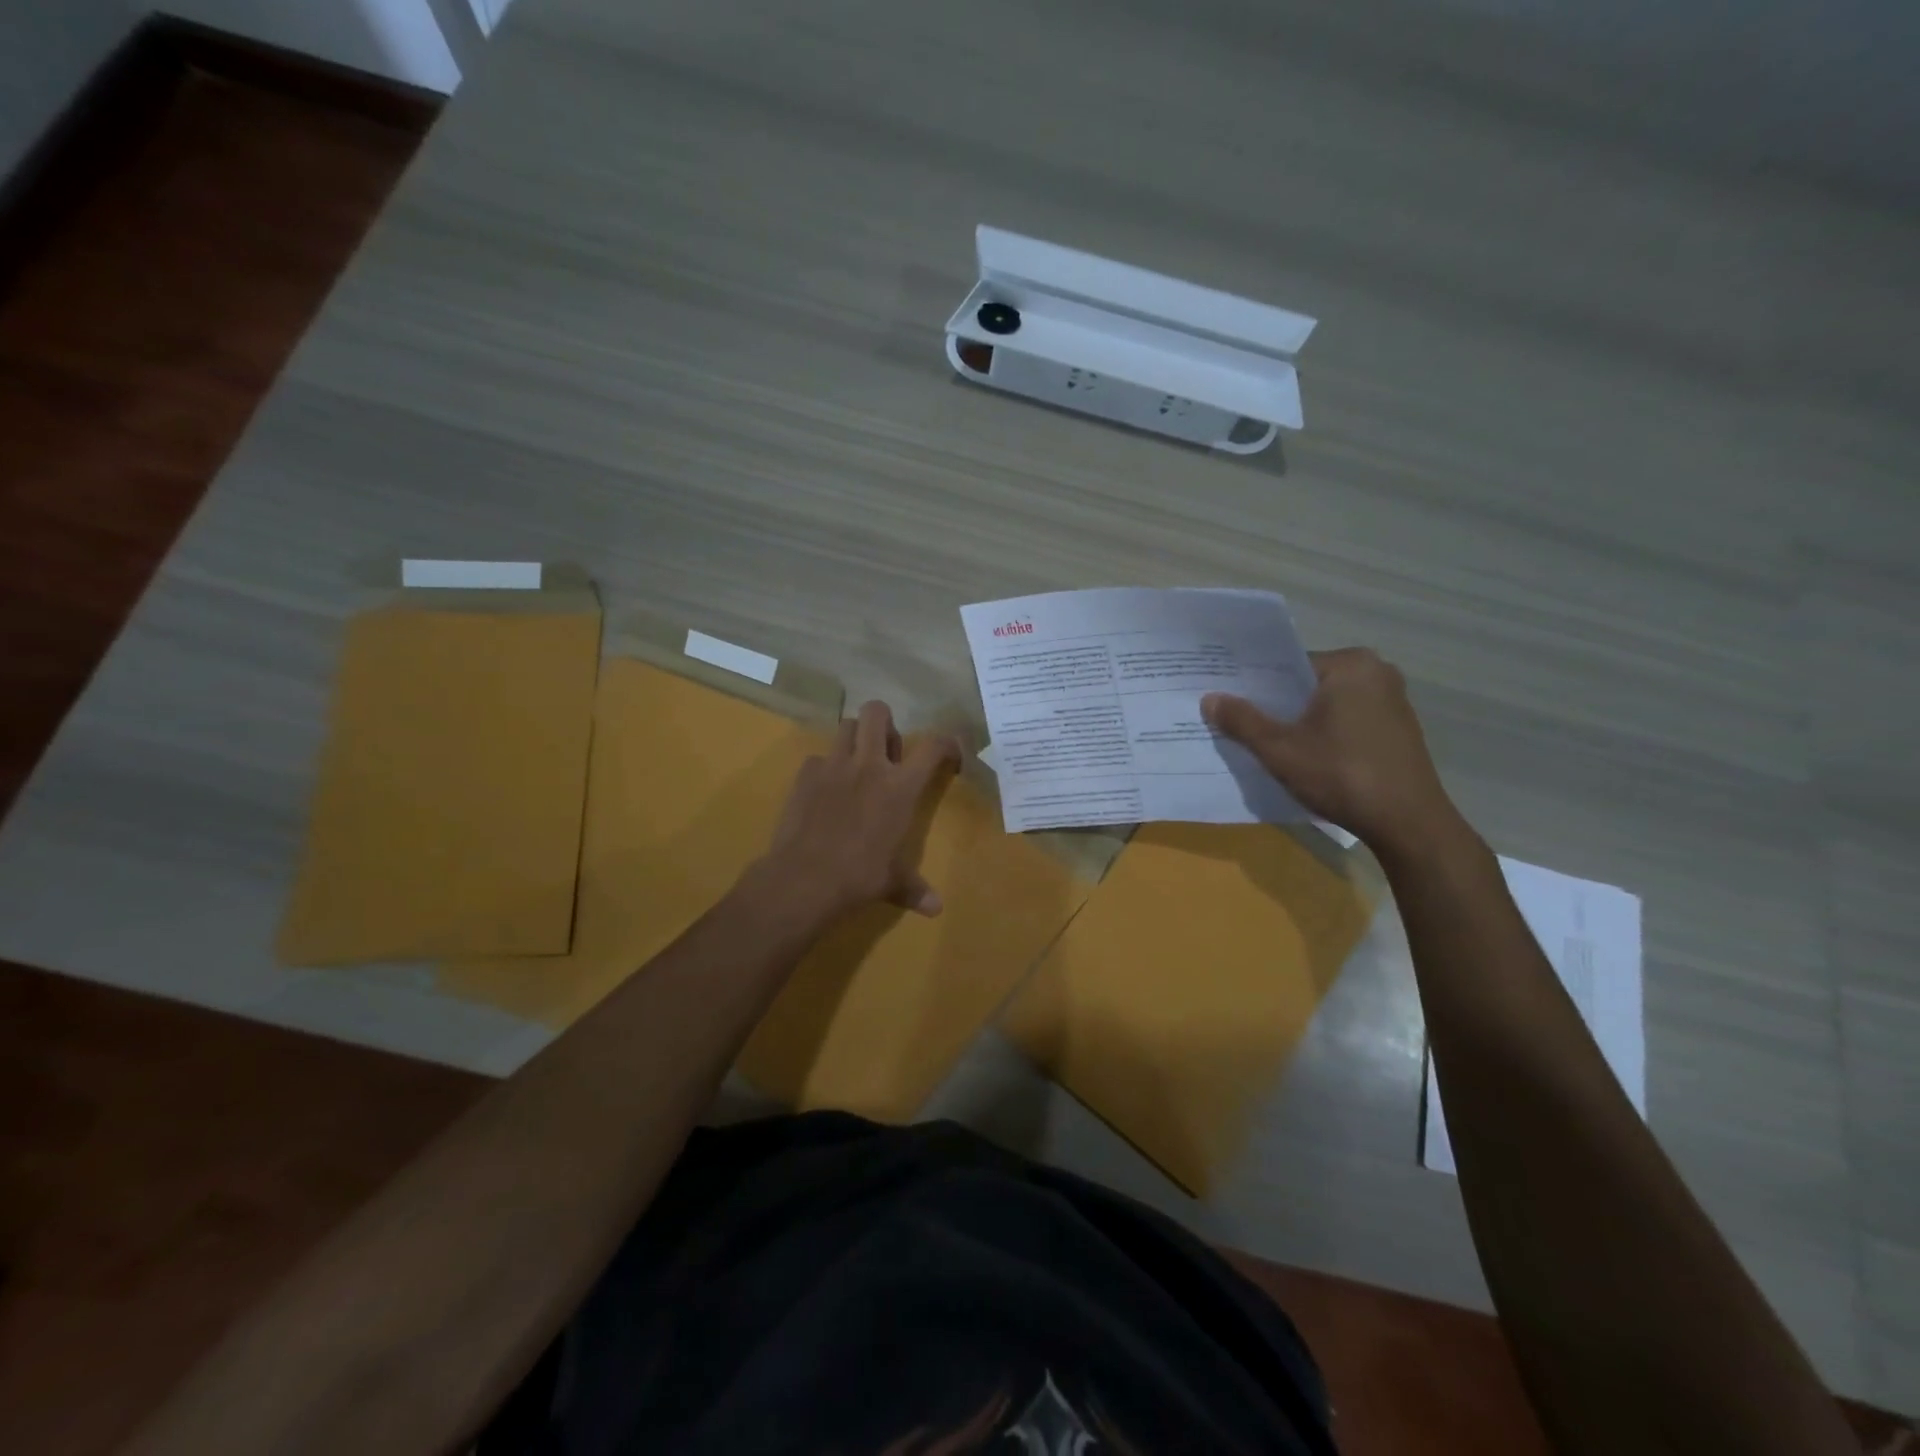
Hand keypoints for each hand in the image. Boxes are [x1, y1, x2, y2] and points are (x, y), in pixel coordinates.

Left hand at [747, 700, 961, 929]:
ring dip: (855, 738)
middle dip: (885, 722)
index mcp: (900, 787)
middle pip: (878, 712)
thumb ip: (914, 890)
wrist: (804, 879)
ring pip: (846, 726)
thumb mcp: (893, 883)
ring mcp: (833, 766)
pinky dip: (824, 768)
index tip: (949, 753)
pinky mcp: (804, 776)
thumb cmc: (859, 877)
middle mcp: (869, 766)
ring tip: (856, 764)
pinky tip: (824, 791)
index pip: (933, 746)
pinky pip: (817, 758)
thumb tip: (935, 909)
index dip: (946, 742)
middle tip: (886, 751)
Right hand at [1202, 648, 1461, 857]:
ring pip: (1327, 704)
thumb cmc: (1341, 775)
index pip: (1288, 665)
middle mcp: (1377, 672)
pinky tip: (1305, 757)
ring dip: (1299, 721)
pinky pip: (1347, 720)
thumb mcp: (1279, 749)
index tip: (1228, 702)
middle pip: (1308, 684)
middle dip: (1276, 704)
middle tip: (1238, 722)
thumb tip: (1209, 698)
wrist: (1407, 823)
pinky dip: (1325, 733)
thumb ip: (1242, 720)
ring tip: (1266, 742)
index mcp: (1351, 664)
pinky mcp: (1398, 729)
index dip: (1255, 685)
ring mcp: (1392, 701)